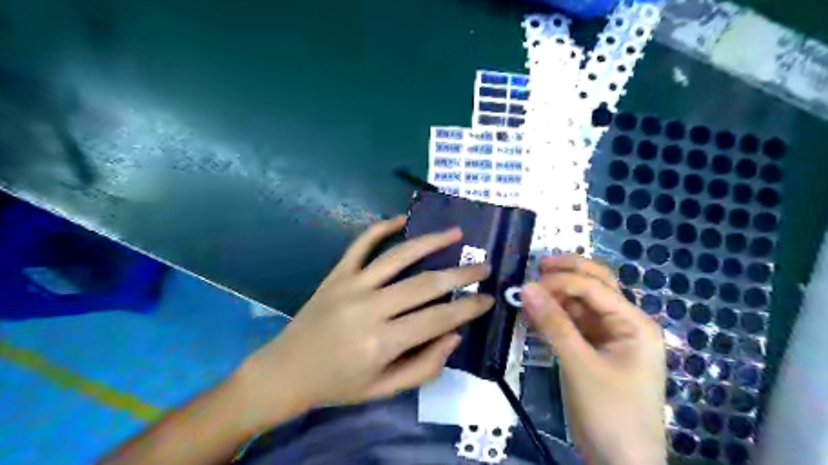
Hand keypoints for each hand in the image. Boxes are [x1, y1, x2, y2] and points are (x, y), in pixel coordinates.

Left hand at [234, 215, 489, 428]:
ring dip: (430, 241)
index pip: (438, 319)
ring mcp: (351, 286)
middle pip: (425, 284)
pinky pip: (360, 244)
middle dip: (460, 273)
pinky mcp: (337, 274)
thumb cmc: (338, 385)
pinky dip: (381, 228)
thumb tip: (454, 334)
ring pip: (398, 256)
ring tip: (456, 232)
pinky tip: (401, 220)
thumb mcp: (384, 389)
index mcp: (381, 343)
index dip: (468, 308)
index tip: (488, 298)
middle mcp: (369, 309)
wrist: (286, 371)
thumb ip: (424, 366)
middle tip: (483, 266)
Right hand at [524, 257, 664, 461]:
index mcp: (634, 323)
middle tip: (536, 268)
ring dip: (555, 296)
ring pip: (580, 303)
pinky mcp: (593, 349)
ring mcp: (608, 336)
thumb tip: (526, 287)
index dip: (562, 281)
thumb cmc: (611, 413)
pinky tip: (533, 316)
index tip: (529, 285)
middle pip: (595, 285)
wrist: (621, 464)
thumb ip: (554, 324)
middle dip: (567, 273)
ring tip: (528, 295)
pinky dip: (553, 317)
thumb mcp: (580, 365)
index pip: (595, 287)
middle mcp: (623, 323)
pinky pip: (571, 323)